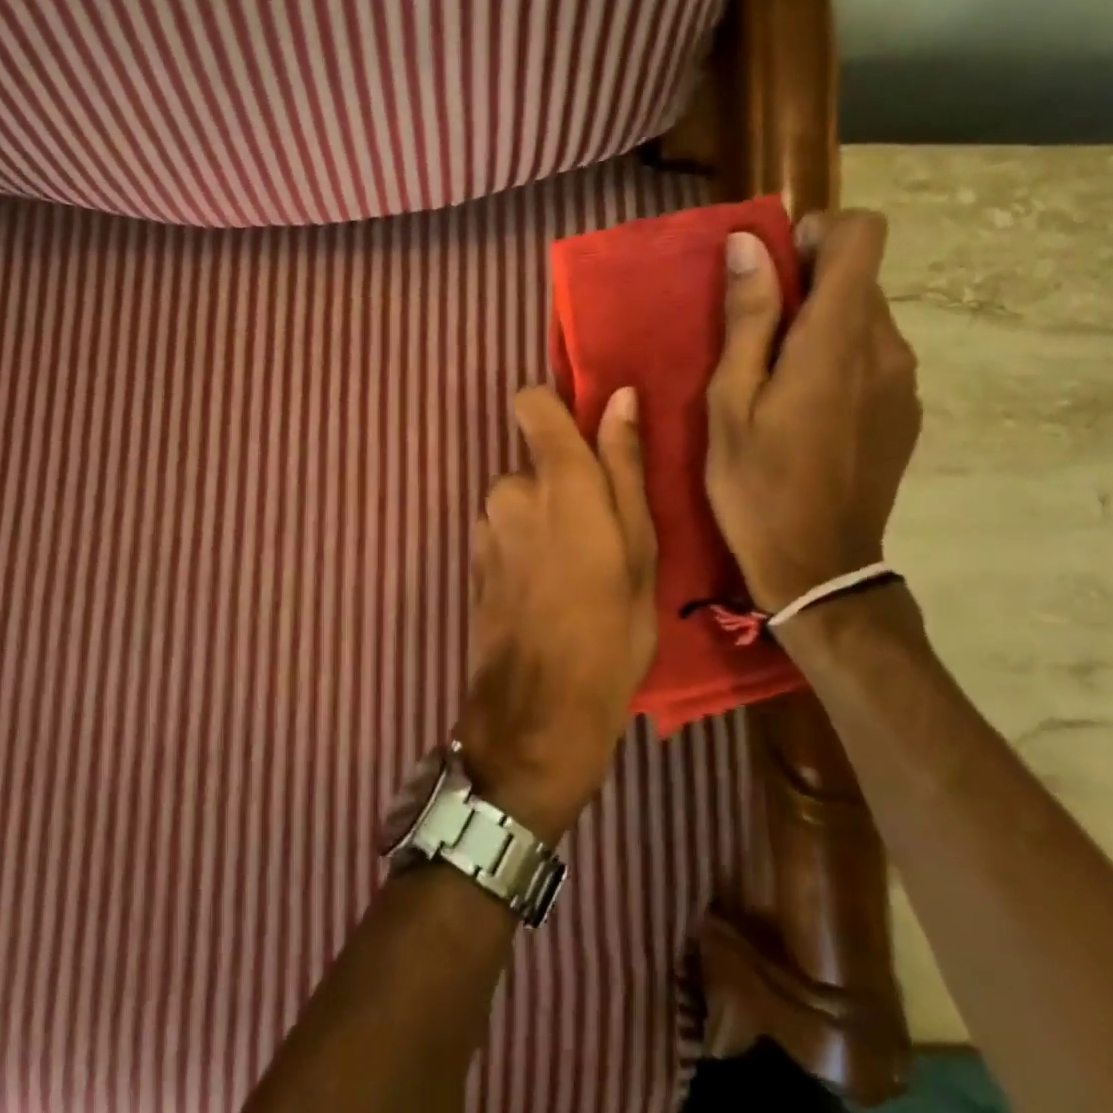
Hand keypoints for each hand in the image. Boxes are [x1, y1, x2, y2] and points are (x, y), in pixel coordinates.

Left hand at [457, 386, 656, 841]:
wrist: (538, 715)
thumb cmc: (610, 631)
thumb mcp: (639, 549)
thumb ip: (623, 466)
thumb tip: (621, 397)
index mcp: (557, 480)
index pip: (532, 402)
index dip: (557, 410)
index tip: (588, 440)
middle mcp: (509, 491)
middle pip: (535, 460)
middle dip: (564, 484)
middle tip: (604, 539)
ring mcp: (485, 527)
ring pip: (521, 500)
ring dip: (545, 520)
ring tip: (578, 574)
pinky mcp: (474, 559)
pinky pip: (506, 531)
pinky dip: (525, 546)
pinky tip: (547, 593)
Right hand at [704, 210, 920, 614]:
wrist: (820, 567)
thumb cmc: (756, 484)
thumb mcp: (730, 402)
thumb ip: (748, 318)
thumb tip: (749, 244)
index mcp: (837, 339)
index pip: (862, 235)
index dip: (818, 234)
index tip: (774, 271)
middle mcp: (886, 347)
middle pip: (858, 277)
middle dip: (806, 287)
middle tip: (754, 341)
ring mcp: (904, 381)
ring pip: (864, 317)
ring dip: (820, 326)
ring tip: (776, 381)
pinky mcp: (906, 410)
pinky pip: (874, 355)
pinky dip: (839, 359)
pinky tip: (807, 412)